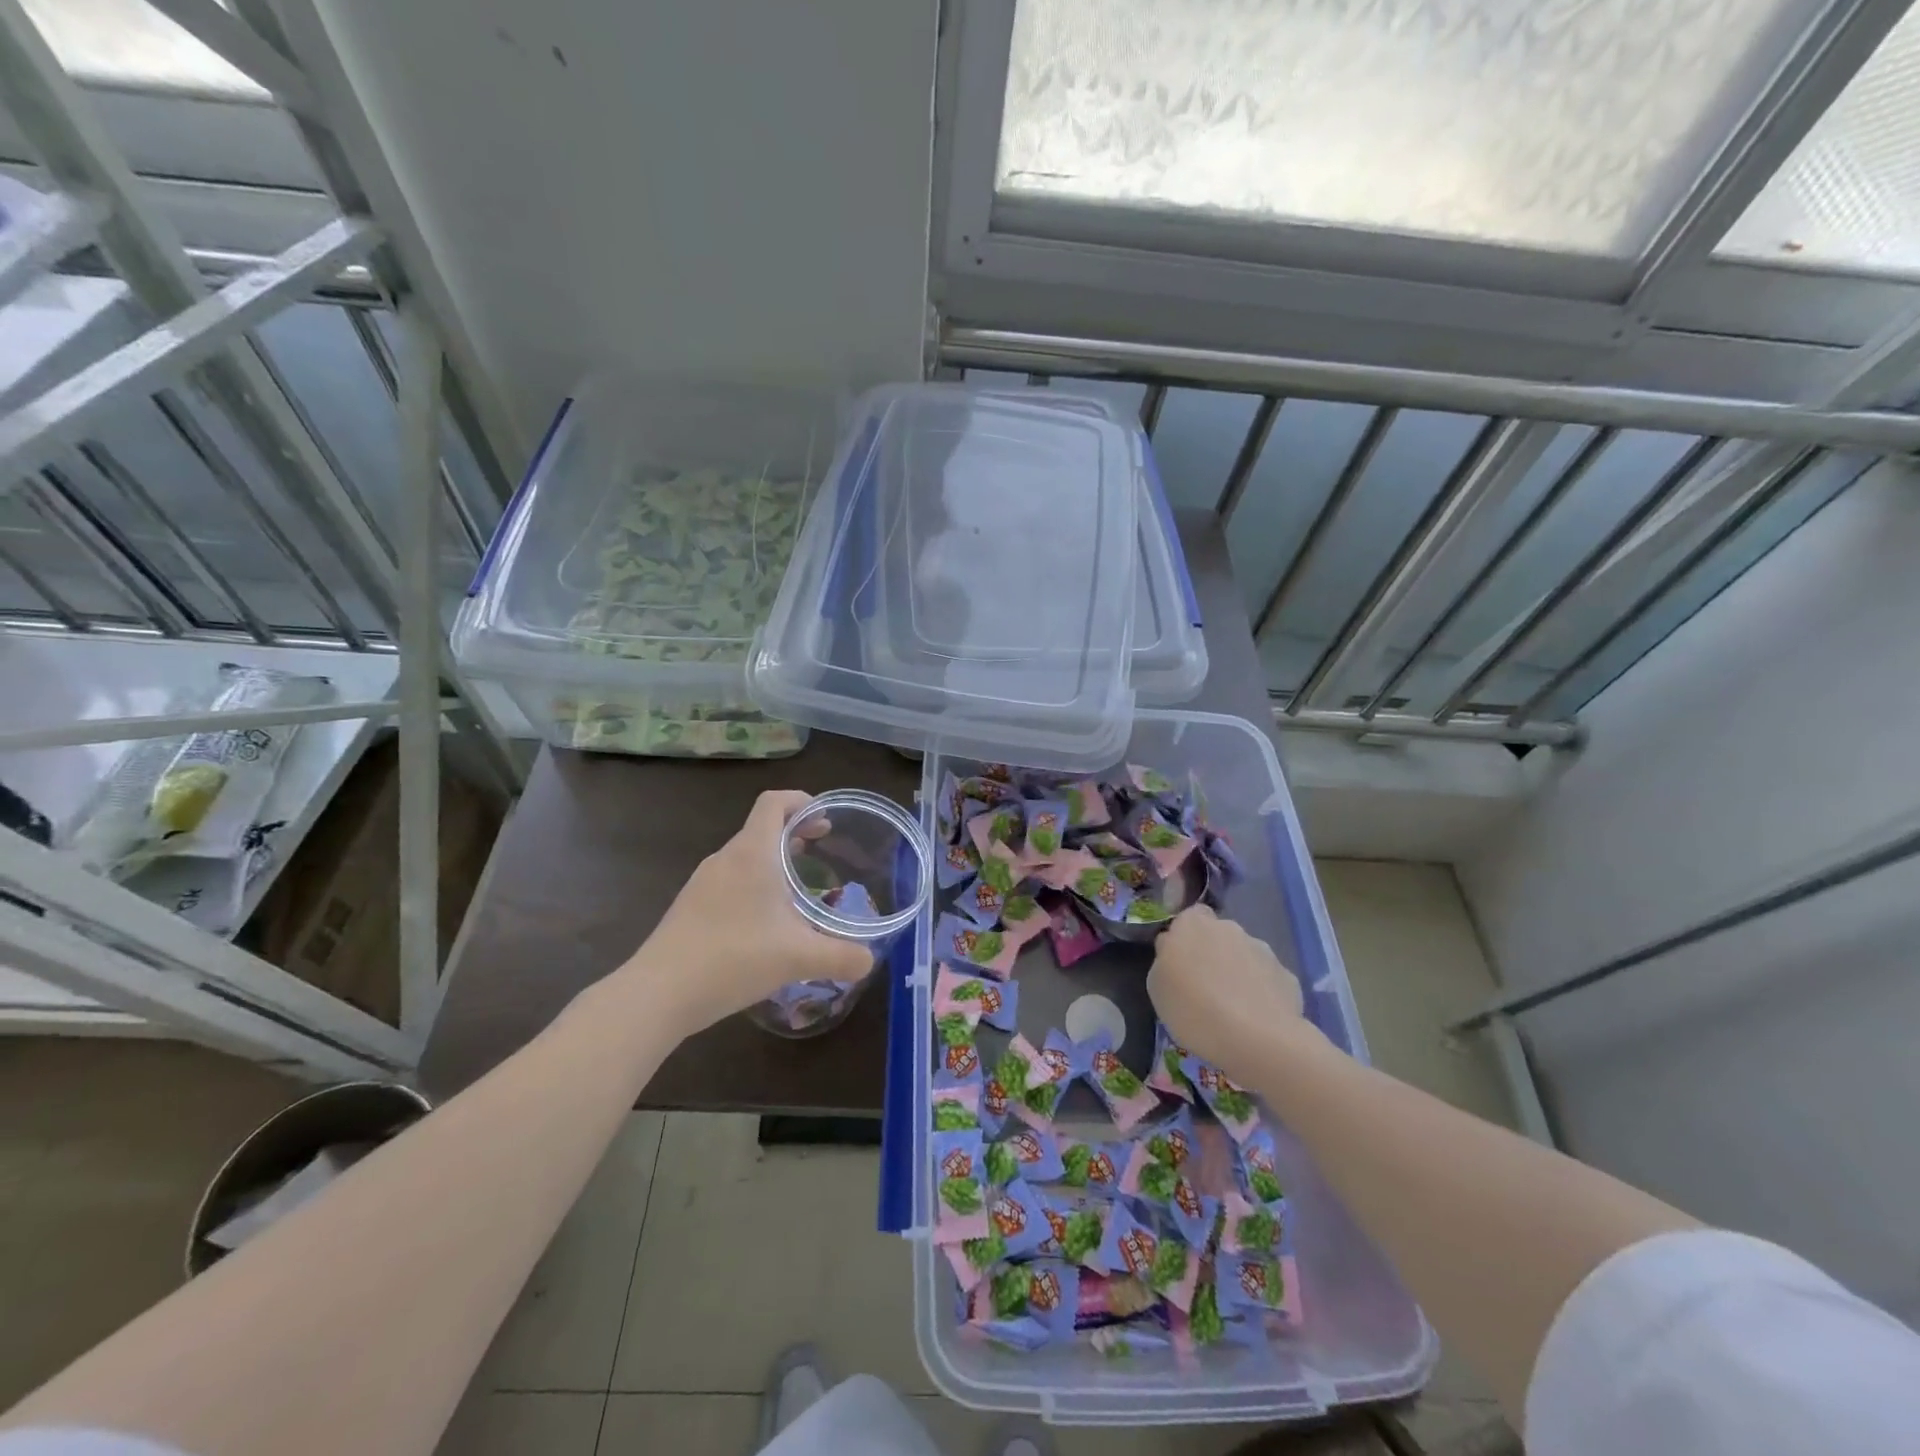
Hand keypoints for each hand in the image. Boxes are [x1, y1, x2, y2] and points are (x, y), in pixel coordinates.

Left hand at [620, 790, 873, 1034]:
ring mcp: (702, 883)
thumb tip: (869, 961)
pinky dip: (754, 885)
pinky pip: (729, 880)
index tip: (825, 819)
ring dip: (773, 861)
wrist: (658, 993)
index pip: (774, 802)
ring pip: (745, 856)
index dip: (801, 800)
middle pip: (761, 828)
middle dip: (794, 833)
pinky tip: (765, 924)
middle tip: (821, 851)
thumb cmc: (733, 958)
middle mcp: (725, 859)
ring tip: (798, 889)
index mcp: (752, 853)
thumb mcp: (798, 958)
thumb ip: (841, 956)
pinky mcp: (689, 907)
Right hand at [1146, 904, 1317, 1086]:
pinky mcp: (1287, 976)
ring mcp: (1263, 950)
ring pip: (1244, 957)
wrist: (1257, 1039)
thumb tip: (1174, 952)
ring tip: (1232, 1010)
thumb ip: (1165, 960)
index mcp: (1192, 924)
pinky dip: (1260, 994)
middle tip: (1204, 989)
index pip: (1188, 918)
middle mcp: (1229, 928)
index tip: (1180, 965)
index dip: (1184, 939)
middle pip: (1218, 936)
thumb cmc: (1194, 1010)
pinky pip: (1267, 980)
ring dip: (1238, 974)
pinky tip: (1255, 1020)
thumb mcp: (1157, 986)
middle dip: (1213, 955)